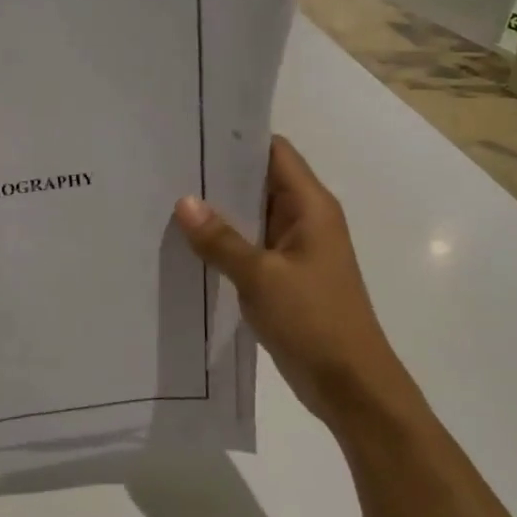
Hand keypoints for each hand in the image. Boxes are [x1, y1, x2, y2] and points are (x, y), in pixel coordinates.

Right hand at [173, 136, 410, 425]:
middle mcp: (305, 220)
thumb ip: (220, 240)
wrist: (350, 385)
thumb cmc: (314, 321)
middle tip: (167, 164)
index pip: (274, 153)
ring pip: (250, 216)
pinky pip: (248, 246)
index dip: (237, 138)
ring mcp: (294, 249)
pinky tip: (186, 242)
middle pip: (259, 181)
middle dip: (217, 174)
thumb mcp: (261, 277)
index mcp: (311, 207)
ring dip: (217, 210)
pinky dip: (222, 242)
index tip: (193, 131)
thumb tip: (184, 201)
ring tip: (166, 197)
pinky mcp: (283, 276)